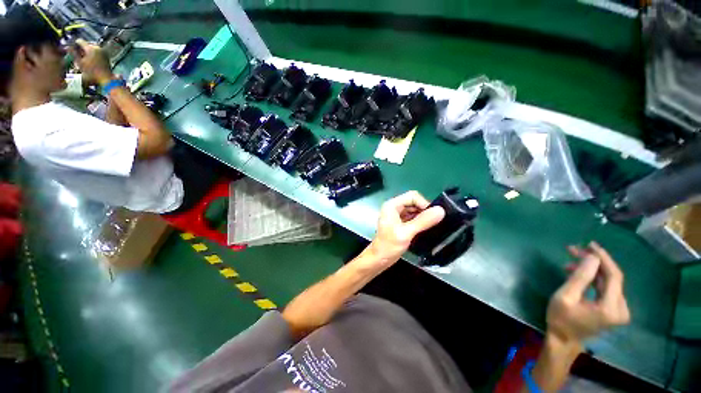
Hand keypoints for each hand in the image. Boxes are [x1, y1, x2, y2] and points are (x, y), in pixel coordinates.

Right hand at [70, 39, 114, 86]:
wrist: (105, 78)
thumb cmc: (91, 72)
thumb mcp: (80, 63)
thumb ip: (74, 54)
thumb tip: (68, 47)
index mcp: (90, 48)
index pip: (80, 41)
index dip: (75, 43)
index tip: (71, 47)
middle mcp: (97, 47)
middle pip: (86, 44)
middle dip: (81, 48)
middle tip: (77, 53)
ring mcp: (103, 51)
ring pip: (92, 47)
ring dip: (87, 51)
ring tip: (83, 57)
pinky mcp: (106, 55)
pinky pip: (97, 51)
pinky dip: (92, 53)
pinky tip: (90, 59)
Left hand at [366, 191, 444, 268]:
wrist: (379, 259)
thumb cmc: (389, 245)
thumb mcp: (406, 233)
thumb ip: (423, 221)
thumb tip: (441, 210)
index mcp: (392, 205)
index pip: (412, 196)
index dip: (424, 203)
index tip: (434, 216)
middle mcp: (394, 207)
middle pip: (414, 202)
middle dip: (424, 210)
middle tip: (434, 222)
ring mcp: (397, 215)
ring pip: (414, 210)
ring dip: (423, 217)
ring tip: (432, 226)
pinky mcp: (400, 223)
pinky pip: (413, 218)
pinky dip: (420, 222)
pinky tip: (426, 229)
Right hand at [546, 242, 630, 346]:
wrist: (564, 339)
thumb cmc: (561, 318)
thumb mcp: (565, 296)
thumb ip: (580, 277)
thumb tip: (592, 257)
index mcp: (611, 308)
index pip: (614, 276)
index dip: (603, 258)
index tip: (590, 244)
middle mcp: (621, 308)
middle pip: (612, 277)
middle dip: (594, 261)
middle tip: (574, 250)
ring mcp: (619, 309)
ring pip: (608, 281)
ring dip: (591, 269)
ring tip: (571, 261)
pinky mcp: (613, 309)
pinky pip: (606, 287)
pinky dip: (592, 278)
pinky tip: (577, 273)